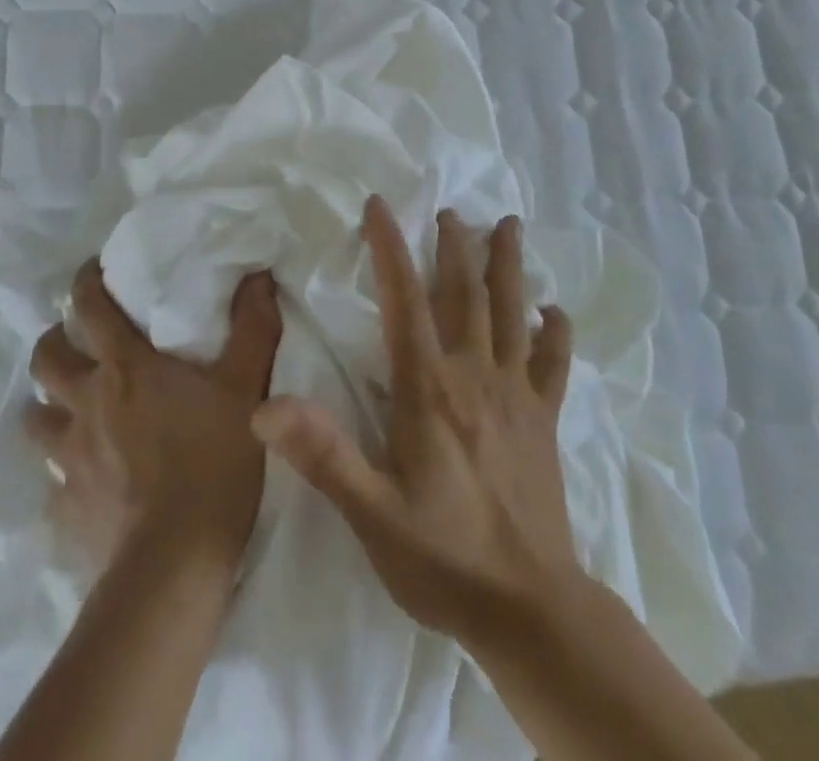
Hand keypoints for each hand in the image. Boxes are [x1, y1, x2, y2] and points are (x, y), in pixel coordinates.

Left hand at [25, 261, 282, 578]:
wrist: (176, 564)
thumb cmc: (213, 461)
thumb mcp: (246, 388)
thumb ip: (253, 327)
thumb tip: (259, 275)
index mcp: (125, 367)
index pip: (88, 306)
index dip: (85, 281)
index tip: (90, 271)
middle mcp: (87, 402)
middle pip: (46, 358)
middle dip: (54, 341)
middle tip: (73, 341)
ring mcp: (70, 456)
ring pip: (35, 416)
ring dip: (47, 404)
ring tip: (67, 406)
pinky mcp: (66, 505)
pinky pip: (51, 479)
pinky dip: (60, 469)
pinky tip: (79, 477)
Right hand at [252, 196, 578, 638]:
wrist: (532, 612)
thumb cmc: (442, 558)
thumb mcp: (371, 513)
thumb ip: (323, 454)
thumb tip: (264, 408)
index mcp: (429, 388)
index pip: (404, 300)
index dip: (390, 247)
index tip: (380, 205)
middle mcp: (474, 376)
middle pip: (464, 294)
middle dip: (455, 246)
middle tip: (451, 210)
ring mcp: (516, 396)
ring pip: (513, 313)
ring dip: (508, 266)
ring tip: (509, 225)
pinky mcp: (544, 422)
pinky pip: (553, 365)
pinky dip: (555, 333)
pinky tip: (554, 311)